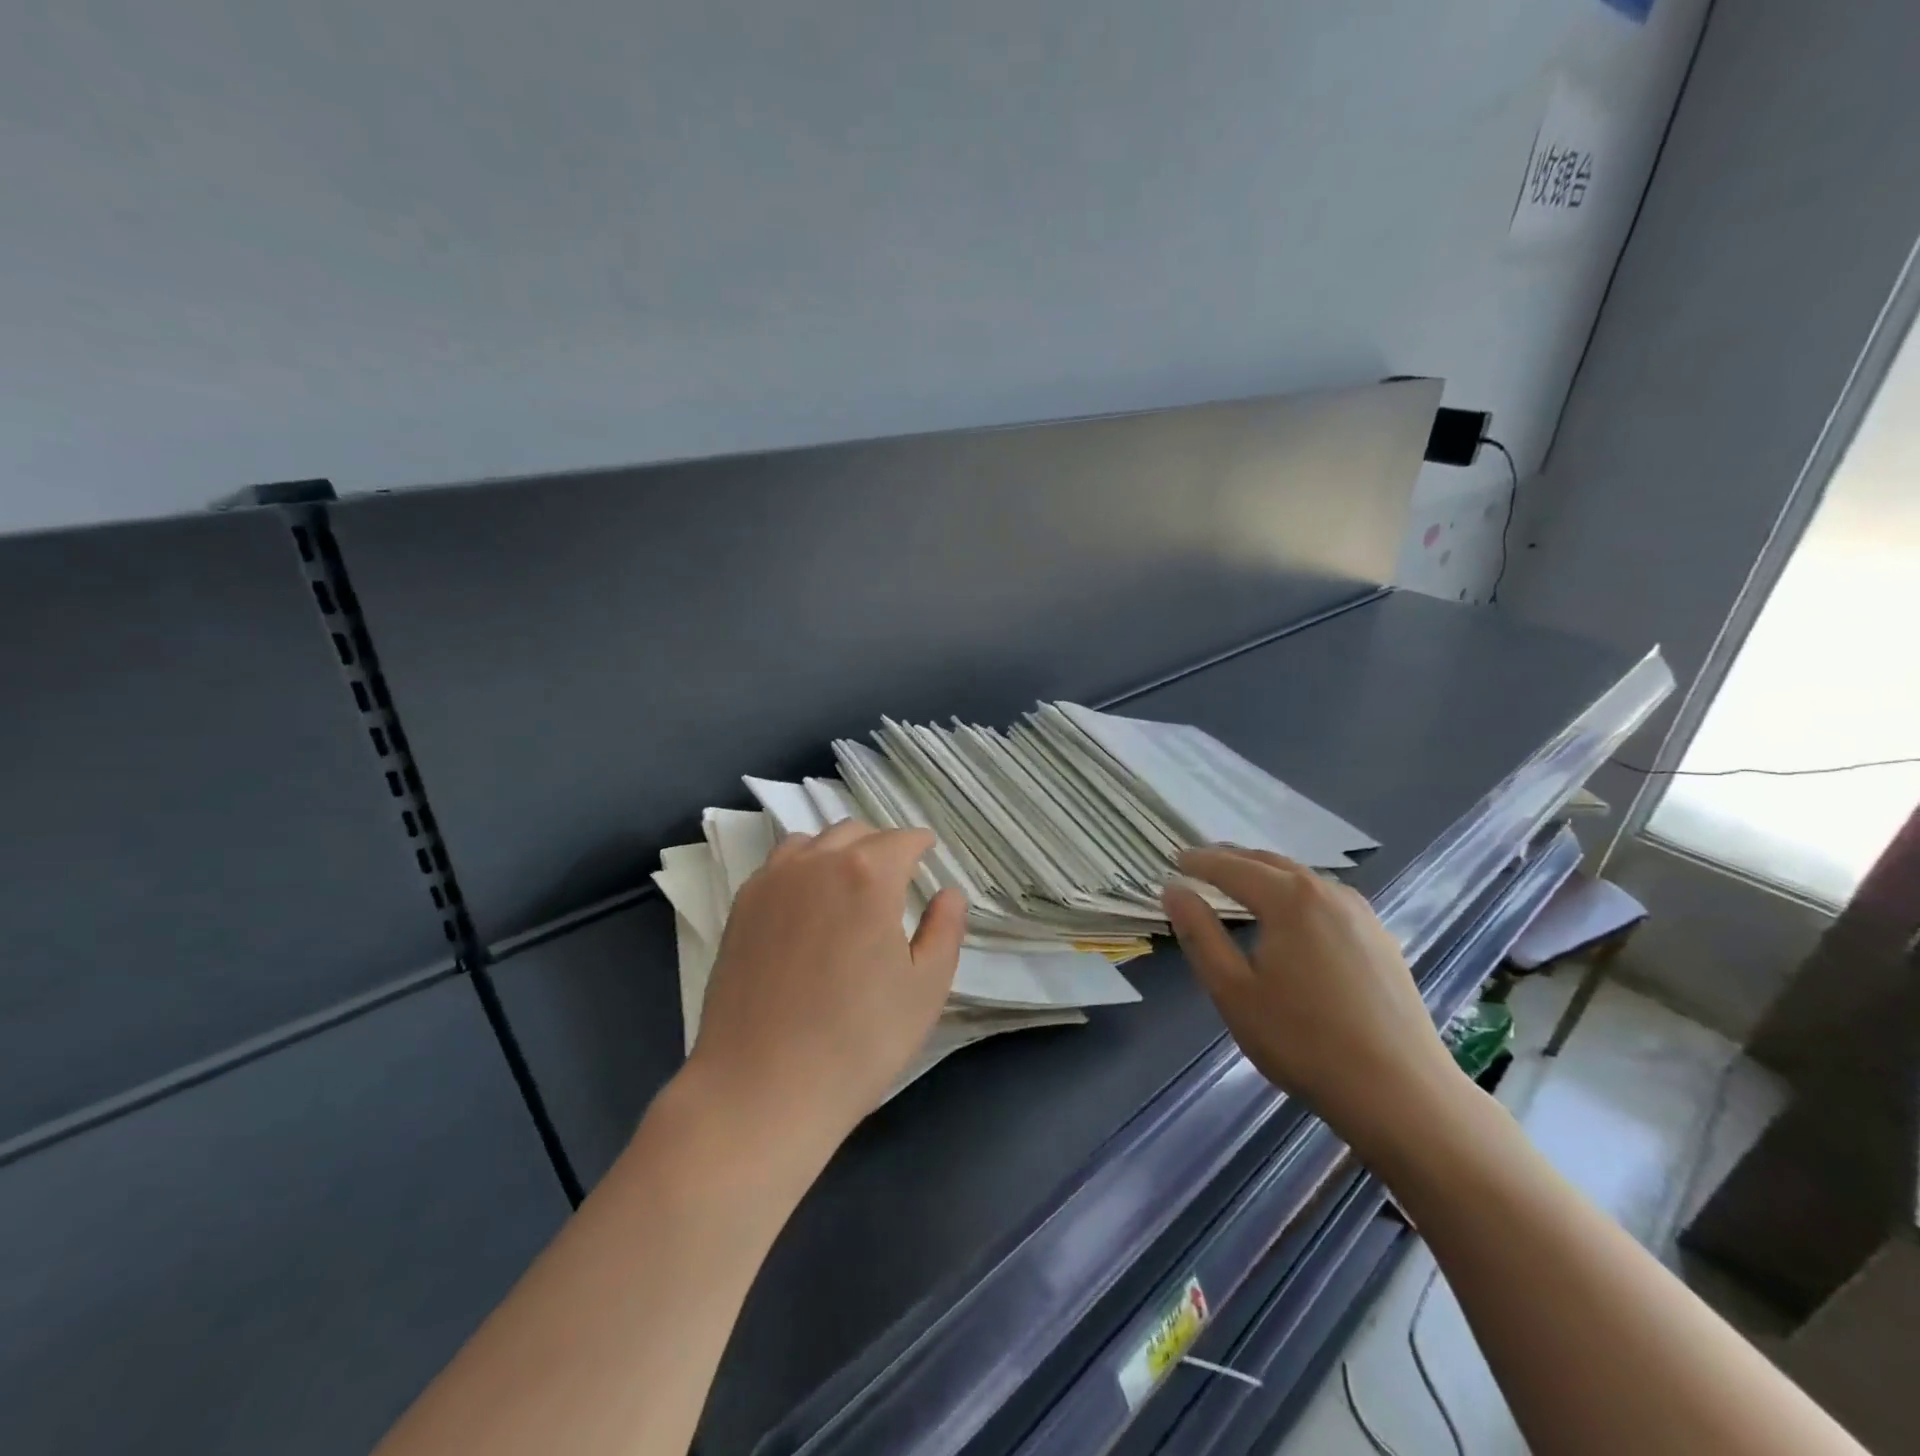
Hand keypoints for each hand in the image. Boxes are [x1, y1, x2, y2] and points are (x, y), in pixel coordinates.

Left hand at [685, 821, 966, 1154]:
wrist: (761, 1088)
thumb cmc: (858, 1041)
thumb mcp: (925, 989)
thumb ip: (946, 930)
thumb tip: (948, 893)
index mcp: (868, 876)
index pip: (902, 840)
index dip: (921, 844)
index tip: (929, 852)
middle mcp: (817, 863)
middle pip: (856, 833)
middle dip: (882, 846)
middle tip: (896, 876)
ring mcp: (772, 882)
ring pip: (813, 842)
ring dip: (839, 851)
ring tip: (849, 884)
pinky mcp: (741, 907)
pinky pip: (779, 866)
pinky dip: (801, 868)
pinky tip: (807, 902)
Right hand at [1162, 846, 1465, 1154]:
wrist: (1401, 1093)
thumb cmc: (1303, 1041)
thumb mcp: (1233, 990)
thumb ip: (1199, 934)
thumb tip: (1173, 891)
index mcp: (1288, 899)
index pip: (1232, 867)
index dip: (1200, 861)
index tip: (1175, 860)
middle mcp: (1327, 892)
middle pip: (1269, 862)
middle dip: (1231, 859)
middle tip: (1200, 863)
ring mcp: (1360, 913)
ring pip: (1301, 877)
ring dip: (1265, 872)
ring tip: (1240, 882)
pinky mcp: (1380, 937)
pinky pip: (1326, 897)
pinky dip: (1295, 891)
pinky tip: (1291, 914)